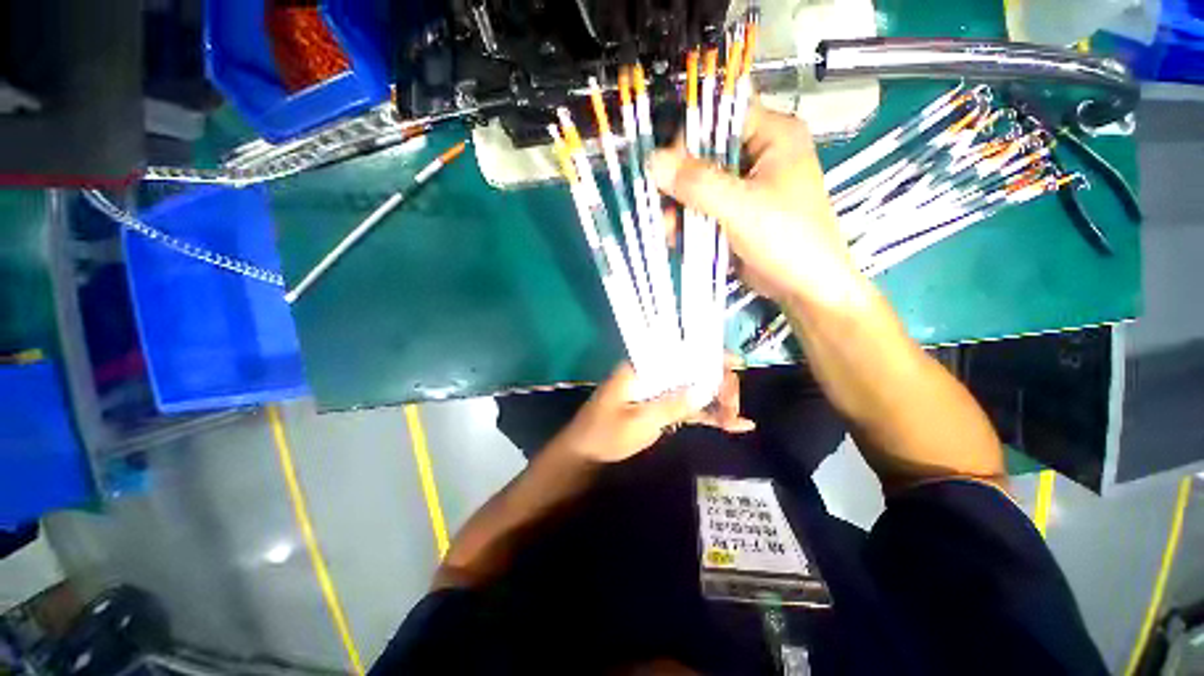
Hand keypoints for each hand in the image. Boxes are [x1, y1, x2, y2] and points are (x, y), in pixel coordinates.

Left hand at [553, 358, 754, 463]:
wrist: (585, 454)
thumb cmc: (605, 433)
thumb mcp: (639, 420)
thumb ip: (672, 404)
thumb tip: (705, 388)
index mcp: (643, 367)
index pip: (681, 351)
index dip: (709, 354)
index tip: (735, 363)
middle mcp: (653, 374)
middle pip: (693, 371)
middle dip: (718, 385)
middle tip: (734, 407)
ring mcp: (659, 392)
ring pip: (695, 390)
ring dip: (717, 403)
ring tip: (738, 420)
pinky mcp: (662, 408)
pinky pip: (689, 408)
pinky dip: (708, 416)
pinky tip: (732, 425)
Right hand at [648, 103, 866, 310]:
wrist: (804, 287)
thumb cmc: (785, 238)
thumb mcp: (740, 207)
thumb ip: (697, 183)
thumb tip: (653, 160)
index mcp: (773, 136)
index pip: (722, 117)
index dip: (691, 137)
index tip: (667, 168)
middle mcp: (758, 155)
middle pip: (706, 153)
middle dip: (680, 182)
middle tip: (663, 206)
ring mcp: (745, 186)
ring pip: (700, 184)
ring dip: (680, 206)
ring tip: (669, 230)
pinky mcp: (735, 212)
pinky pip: (703, 207)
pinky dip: (688, 220)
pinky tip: (677, 237)